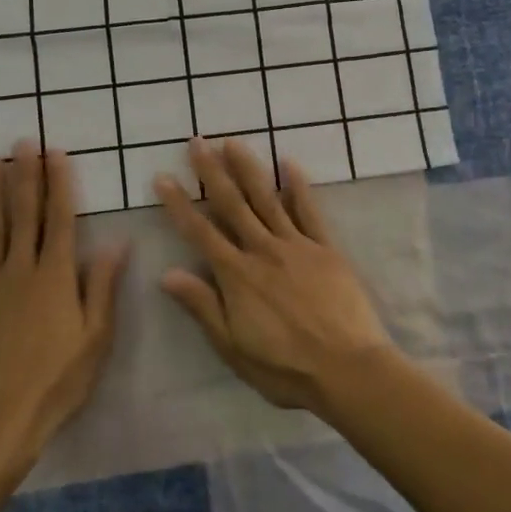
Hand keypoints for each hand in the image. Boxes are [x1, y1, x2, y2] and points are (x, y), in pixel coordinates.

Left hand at [0, 142, 129, 465]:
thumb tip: (117, 242)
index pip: (59, 218)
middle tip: (21, 143)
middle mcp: (20, 269)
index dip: (58, 183)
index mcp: (55, 276)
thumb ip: (102, 286)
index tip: (55, 153)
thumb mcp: (95, 337)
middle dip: (25, 175)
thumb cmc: (58, 379)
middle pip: (23, 214)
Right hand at [153, 137, 399, 412]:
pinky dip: (298, 186)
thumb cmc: (285, 368)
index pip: (200, 232)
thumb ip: (203, 306)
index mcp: (237, 275)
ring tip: (233, 142)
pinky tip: (289, 163)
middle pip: (232, 204)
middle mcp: (263, 250)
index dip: (179, 204)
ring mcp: (297, 245)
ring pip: (267, 198)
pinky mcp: (326, 248)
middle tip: (197, 142)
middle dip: (212, 172)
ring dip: (248, 168)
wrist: (348, 369)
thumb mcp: (233, 347)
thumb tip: (168, 274)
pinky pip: (309, 211)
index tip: (163, 177)